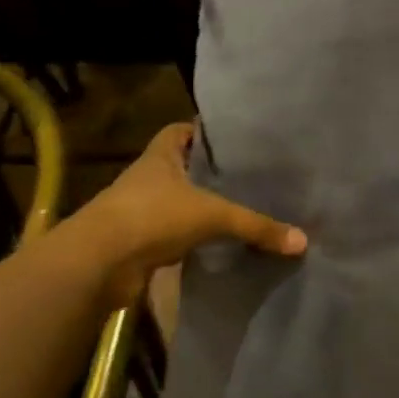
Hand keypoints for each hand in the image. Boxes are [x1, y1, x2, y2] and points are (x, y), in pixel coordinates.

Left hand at [70, 123, 305, 306]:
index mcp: (160, 157)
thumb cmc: (151, 217)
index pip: (180, 132)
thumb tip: (302, 241)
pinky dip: (191, 239)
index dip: (202, 132)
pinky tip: (217, 243)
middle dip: (208, 172)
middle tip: (247, 174)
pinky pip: (171, 236)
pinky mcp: (137, 244)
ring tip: (238, 207)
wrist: (95, 265)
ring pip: (176, 203)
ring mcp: (139, 212)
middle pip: (181, 168)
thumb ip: (257, 226)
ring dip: (198, 208)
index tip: (232, 138)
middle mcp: (147, 179)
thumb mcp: (213, 216)